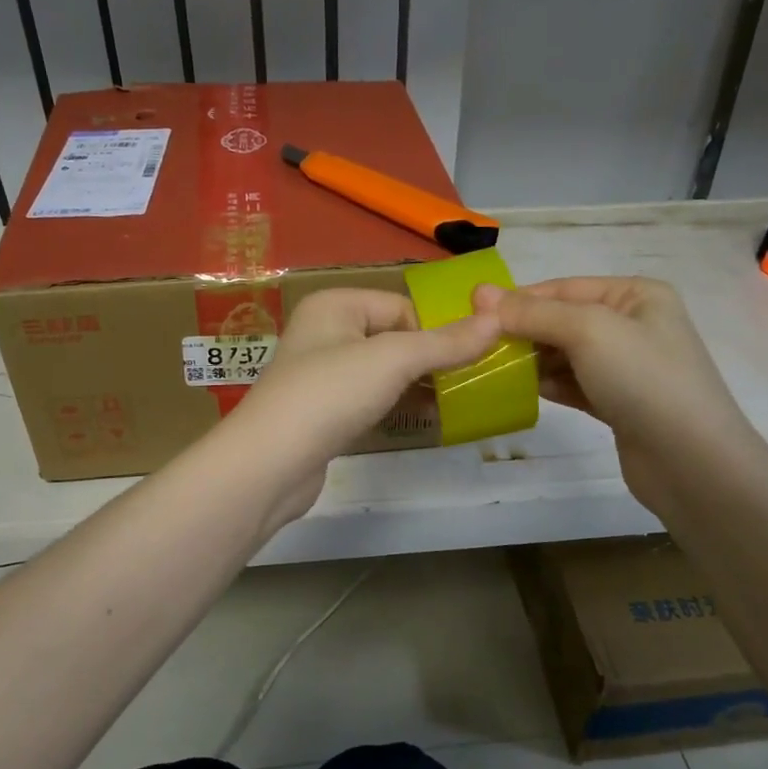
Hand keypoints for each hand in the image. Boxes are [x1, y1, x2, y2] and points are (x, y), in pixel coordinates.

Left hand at [230, 287, 500, 527]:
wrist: (271, 463)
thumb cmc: (330, 394)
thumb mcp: (393, 360)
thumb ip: (445, 343)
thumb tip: (497, 320)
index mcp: (336, 305)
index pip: (402, 306)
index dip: (436, 330)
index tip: (472, 358)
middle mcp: (325, 332)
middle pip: (394, 337)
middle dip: (430, 359)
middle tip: (470, 382)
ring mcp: (322, 374)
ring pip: (383, 371)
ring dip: (417, 384)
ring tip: (455, 402)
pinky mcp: (323, 412)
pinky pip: (370, 399)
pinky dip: (396, 406)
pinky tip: (423, 420)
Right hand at [473, 277, 754, 518]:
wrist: (691, 462)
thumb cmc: (643, 380)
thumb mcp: (587, 331)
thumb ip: (533, 313)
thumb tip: (479, 293)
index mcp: (636, 295)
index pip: (564, 288)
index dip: (518, 299)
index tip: (473, 314)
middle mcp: (634, 325)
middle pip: (562, 320)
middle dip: (523, 330)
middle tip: (477, 345)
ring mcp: (627, 367)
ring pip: (565, 354)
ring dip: (531, 359)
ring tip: (491, 368)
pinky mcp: (618, 403)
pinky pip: (573, 383)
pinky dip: (547, 384)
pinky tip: (518, 390)